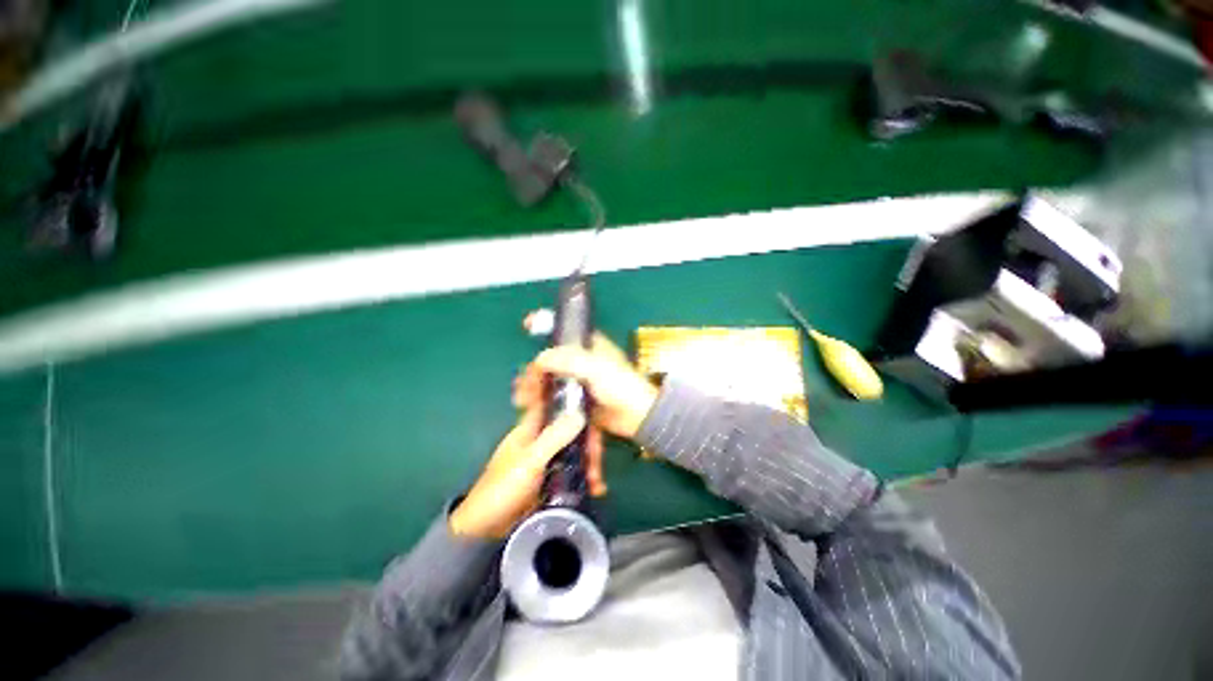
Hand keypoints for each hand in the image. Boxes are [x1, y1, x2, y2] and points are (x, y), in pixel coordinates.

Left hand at [449, 406, 601, 539]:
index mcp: (531, 428)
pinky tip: (594, 488)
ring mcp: (546, 458)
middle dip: (588, 444)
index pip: (555, 405)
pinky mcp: (550, 477)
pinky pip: (573, 469)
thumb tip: (581, 414)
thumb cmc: (503, 488)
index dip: (575, 403)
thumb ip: (554, 438)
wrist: (486, 528)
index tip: (596, 410)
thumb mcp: (530, 461)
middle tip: (597, 462)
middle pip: (572, 430)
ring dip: (588, 463)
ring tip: (596, 483)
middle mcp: (540, 439)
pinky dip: (584, 476)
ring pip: (575, 450)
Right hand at [532, 333, 658, 439]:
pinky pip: (555, 397)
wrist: (638, 416)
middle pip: (550, 359)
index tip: (527, 323)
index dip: (546, 323)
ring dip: (534, 387)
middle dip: (533, 370)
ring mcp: (577, 381)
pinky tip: (530, 408)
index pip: (564, 330)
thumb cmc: (621, 386)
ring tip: (521, 400)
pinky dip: (542, 401)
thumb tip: (539, 358)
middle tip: (522, 385)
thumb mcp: (597, 369)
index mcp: (588, 346)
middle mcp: (580, 361)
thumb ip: (569, 361)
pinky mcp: (577, 400)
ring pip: (550, 379)